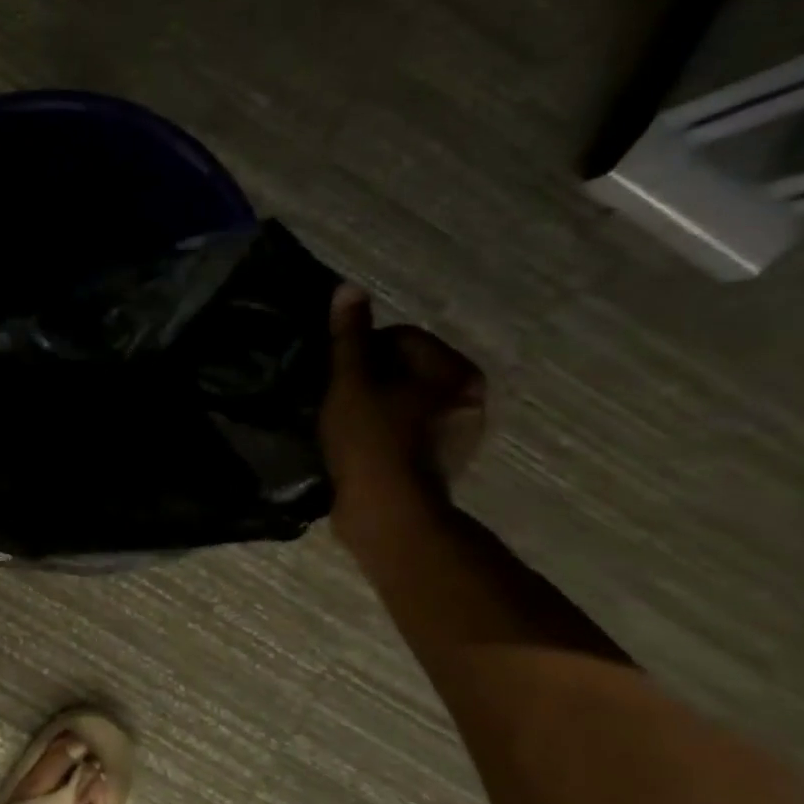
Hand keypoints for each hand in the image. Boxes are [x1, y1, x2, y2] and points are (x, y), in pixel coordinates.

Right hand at [320, 284, 485, 538]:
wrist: (388, 514)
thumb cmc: (370, 441)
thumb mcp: (350, 382)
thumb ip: (349, 336)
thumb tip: (349, 289)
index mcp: (455, 371)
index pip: (400, 337)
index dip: (360, 351)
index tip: (335, 377)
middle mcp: (467, 397)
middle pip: (403, 368)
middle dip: (367, 378)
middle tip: (335, 400)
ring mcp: (457, 433)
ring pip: (402, 401)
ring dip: (372, 405)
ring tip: (342, 425)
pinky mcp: (439, 461)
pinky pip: (405, 430)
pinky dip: (381, 432)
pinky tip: (357, 447)